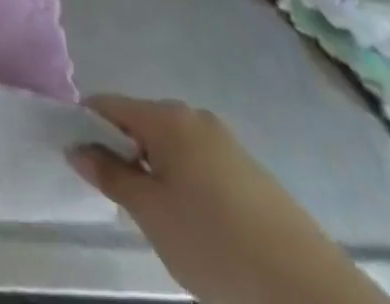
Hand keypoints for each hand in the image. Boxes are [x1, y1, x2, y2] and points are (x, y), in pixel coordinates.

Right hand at [68, 96, 389, 303]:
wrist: (312, 294)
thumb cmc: (216, 244)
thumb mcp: (151, 213)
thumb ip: (110, 175)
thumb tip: (76, 146)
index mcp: (166, 116)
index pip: (108, 105)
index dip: (86, 126)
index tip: (77, 159)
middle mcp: (195, 117)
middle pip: (141, 124)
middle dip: (124, 154)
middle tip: (121, 200)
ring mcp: (228, 145)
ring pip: (172, 149)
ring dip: (156, 173)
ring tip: (161, 221)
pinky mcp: (252, 175)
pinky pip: (201, 167)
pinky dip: (186, 186)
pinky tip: (198, 228)